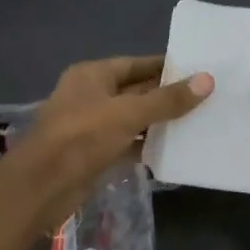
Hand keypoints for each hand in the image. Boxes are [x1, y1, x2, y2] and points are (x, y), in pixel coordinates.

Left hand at [2, 55, 212, 229]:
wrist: (42, 186)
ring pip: (133, 120)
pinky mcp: (96, 154)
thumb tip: (207, 80)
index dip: (165, 66)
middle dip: (167, 96)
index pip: (136, 64)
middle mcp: (91, 96)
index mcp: (92, 75)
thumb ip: (167, 100)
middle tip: (207, 97)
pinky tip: (176, 149)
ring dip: (160, 122)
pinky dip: (148, 146)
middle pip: (136, 91)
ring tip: (199, 121)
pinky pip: (128, 144)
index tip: (198, 69)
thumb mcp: (128, 113)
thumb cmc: (82, 137)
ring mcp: (92, 127)